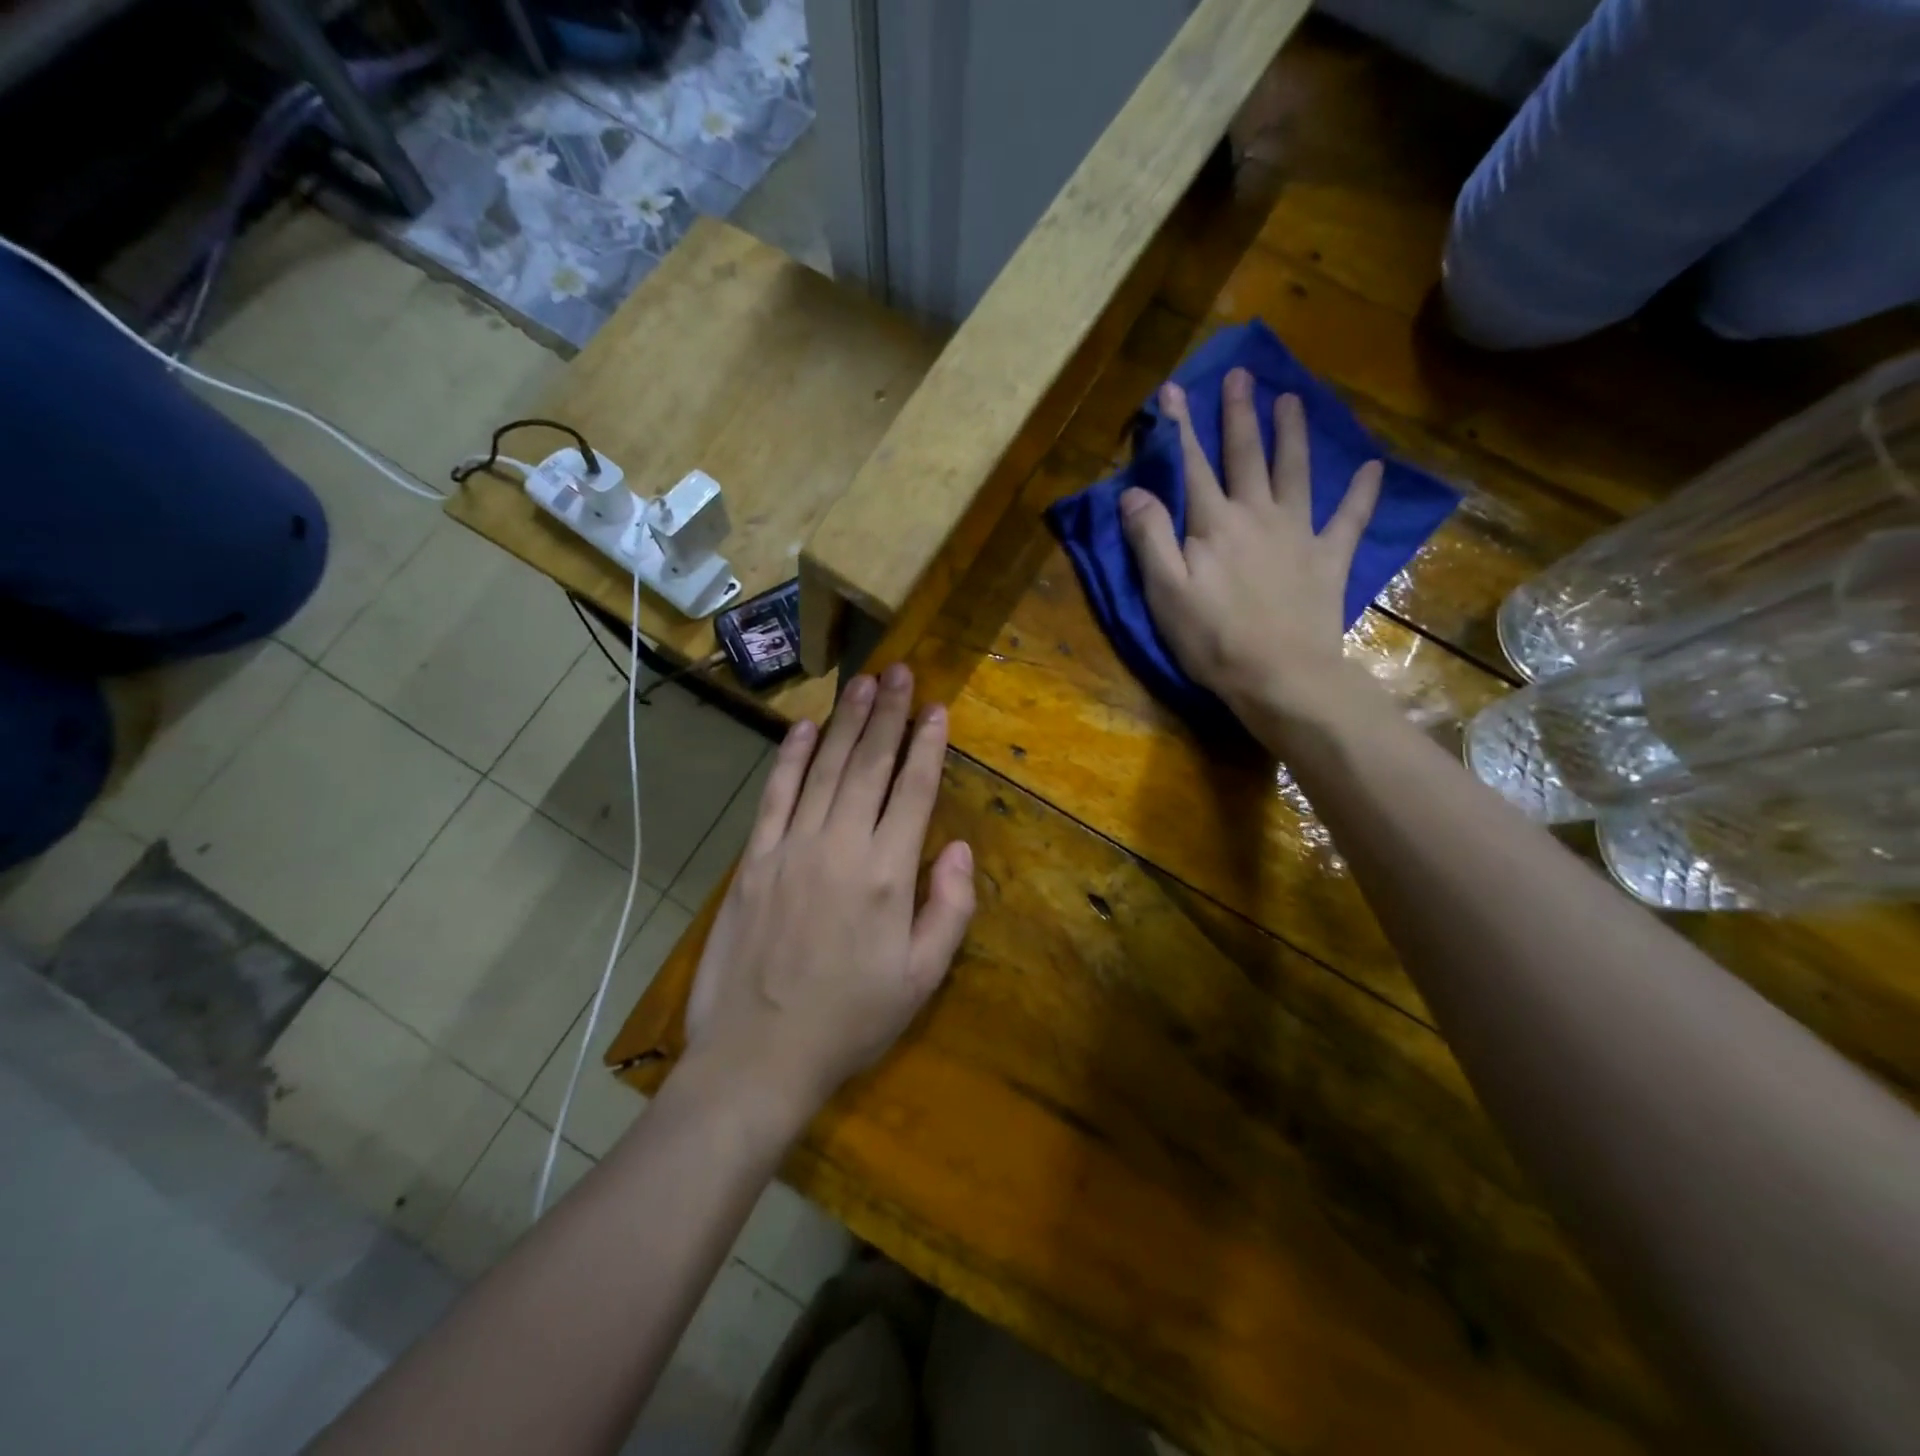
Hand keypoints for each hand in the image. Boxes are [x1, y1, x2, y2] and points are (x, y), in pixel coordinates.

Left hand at [684, 663, 975, 1121]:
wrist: (757, 1056)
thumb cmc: (850, 1021)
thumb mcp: (921, 979)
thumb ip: (948, 909)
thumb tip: (956, 847)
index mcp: (886, 874)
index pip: (912, 790)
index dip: (927, 745)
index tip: (937, 708)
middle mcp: (840, 845)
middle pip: (869, 765)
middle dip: (888, 715)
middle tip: (901, 672)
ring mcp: (791, 847)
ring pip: (825, 769)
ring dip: (847, 723)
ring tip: (864, 683)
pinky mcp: (755, 860)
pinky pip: (776, 796)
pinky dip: (792, 758)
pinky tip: (806, 728)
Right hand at [1119, 368, 1382, 724]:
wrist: (1280, 675)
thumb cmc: (1212, 638)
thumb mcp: (1165, 591)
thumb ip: (1149, 537)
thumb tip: (1133, 490)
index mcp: (1213, 524)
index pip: (1192, 466)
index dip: (1180, 428)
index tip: (1173, 391)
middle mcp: (1256, 515)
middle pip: (1246, 456)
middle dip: (1239, 415)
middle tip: (1242, 375)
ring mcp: (1298, 533)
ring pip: (1294, 472)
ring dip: (1291, 435)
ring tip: (1291, 400)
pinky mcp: (1328, 559)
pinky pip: (1349, 519)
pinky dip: (1361, 494)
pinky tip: (1372, 470)